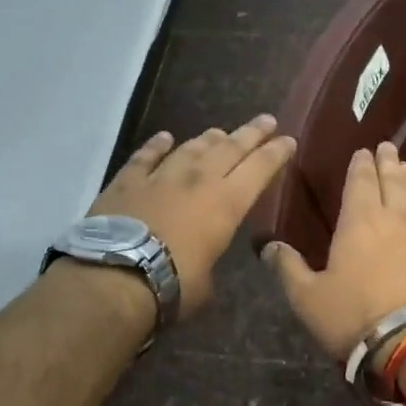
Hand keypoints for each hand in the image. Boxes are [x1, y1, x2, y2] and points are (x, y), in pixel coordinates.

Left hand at [87, 115, 295, 316]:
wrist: (117, 276)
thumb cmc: (174, 285)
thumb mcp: (207, 282)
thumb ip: (209, 260)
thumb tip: (203, 261)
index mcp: (227, 204)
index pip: (260, 169)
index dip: (276, 153)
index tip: (288, 140)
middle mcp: (199, 180)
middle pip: (231, 148)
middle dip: (252, 133)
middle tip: (266, 120)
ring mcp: (161, 176)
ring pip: (191, 148)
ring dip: (209, 139)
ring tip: (220, 132)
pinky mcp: (127, 180)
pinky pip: (146, 156)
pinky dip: (157, 145)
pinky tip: (164, 138)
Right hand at [262, 142, 405, 359]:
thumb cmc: (355, 316)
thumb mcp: (308, 298)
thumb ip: (288, 269)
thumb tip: (269, 246)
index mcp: (360, 220)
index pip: (361, 181)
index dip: (361, 165)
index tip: (363, 151)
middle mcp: (396, 218)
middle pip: (393, 181)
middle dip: (388, 163)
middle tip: (387, 148)